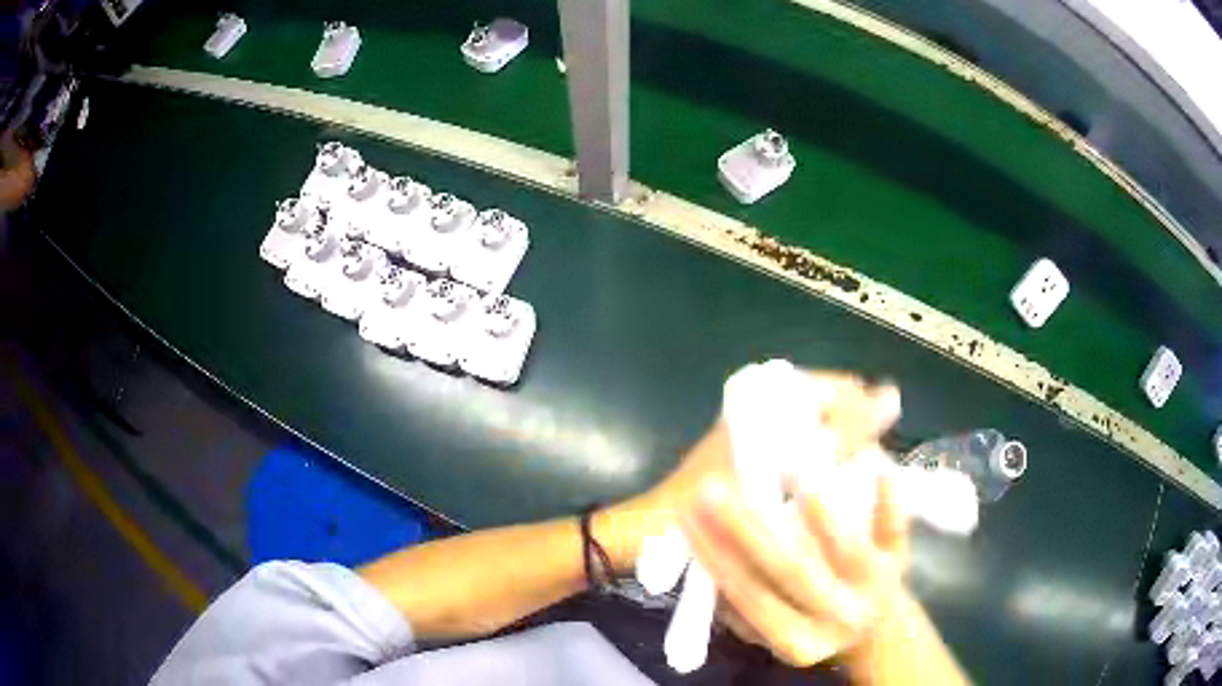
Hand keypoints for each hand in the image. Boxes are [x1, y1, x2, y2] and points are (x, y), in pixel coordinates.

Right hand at [667, 372, 905, 666]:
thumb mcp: (771, 631)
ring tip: (789, 467)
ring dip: (821, 512)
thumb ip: (738, 610)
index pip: (752, 596)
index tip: (686, 515)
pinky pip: (897, 529)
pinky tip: (879, 466)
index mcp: (799, 642)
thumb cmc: (809, 624)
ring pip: (847, 550)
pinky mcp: (901, 559)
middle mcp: (838, 618)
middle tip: (714, 487)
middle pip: (792, 571)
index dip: (718, 558)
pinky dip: (889, 500)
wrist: (873, 631)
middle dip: (749, 528)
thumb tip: (704, 558)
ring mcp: (875, 588)